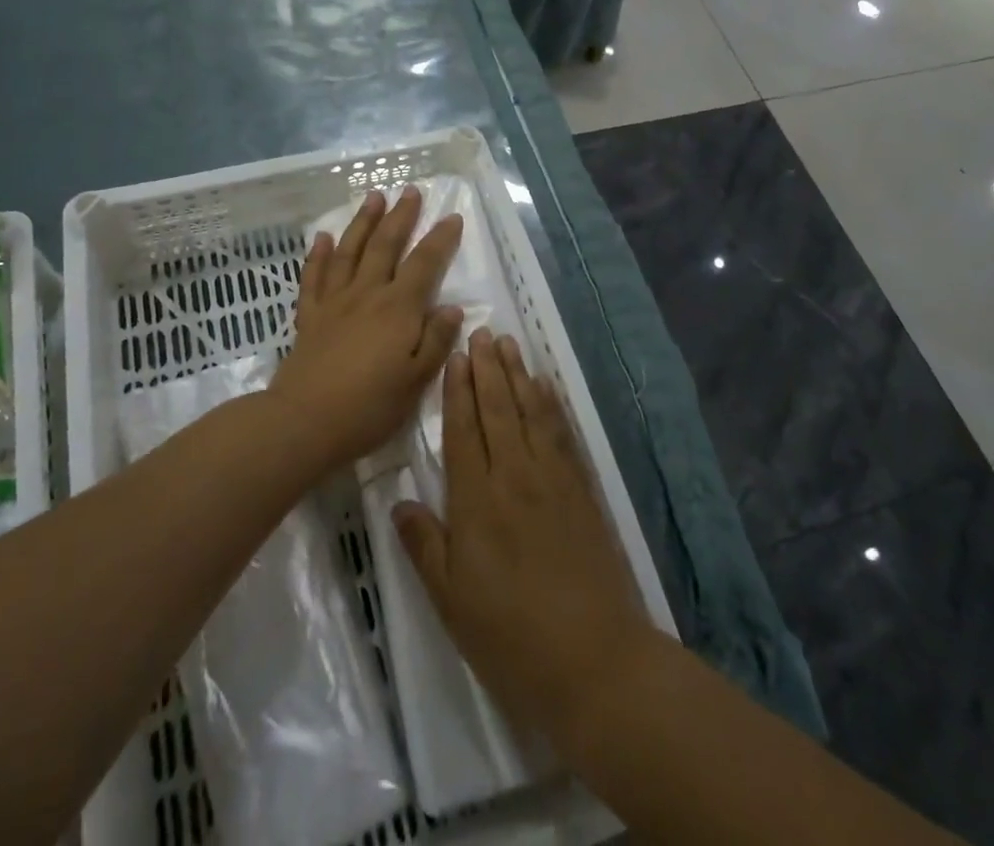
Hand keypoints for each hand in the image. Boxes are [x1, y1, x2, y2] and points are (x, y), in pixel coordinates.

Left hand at [271, 186, 463, 471]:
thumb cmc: (369, 407)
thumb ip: (436, 341)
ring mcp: (334, 301)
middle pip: (386, 245)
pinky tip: (321, 237)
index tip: (452, 217)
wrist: (305, 422)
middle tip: (410, 190)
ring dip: (363, 222)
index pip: (425, 264)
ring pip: (350, 250)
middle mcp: (367, 293)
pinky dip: (318, 254)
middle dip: (401, 216)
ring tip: (373, 197)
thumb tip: (452, 308)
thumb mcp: (416, 381)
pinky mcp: (309, 314)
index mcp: (398, 309)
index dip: (440, 239)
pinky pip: (313, 276)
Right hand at [393, 330, 655, 747]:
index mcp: (477, 499)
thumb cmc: (510, 636)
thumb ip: (424, 545)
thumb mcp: (451, 600)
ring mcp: (553, 479)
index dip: (458, 390)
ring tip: (508, 345)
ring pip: (530, 411)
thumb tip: (399, 502)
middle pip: (498, 409)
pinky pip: (562, 433)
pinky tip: (545, 387)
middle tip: (482, 333)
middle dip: (487, 369)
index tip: (456, 356)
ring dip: (518, 375)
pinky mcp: (582, 490)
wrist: (594, 660)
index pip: (464, 429)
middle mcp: (515, 475)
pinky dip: (551, 404)